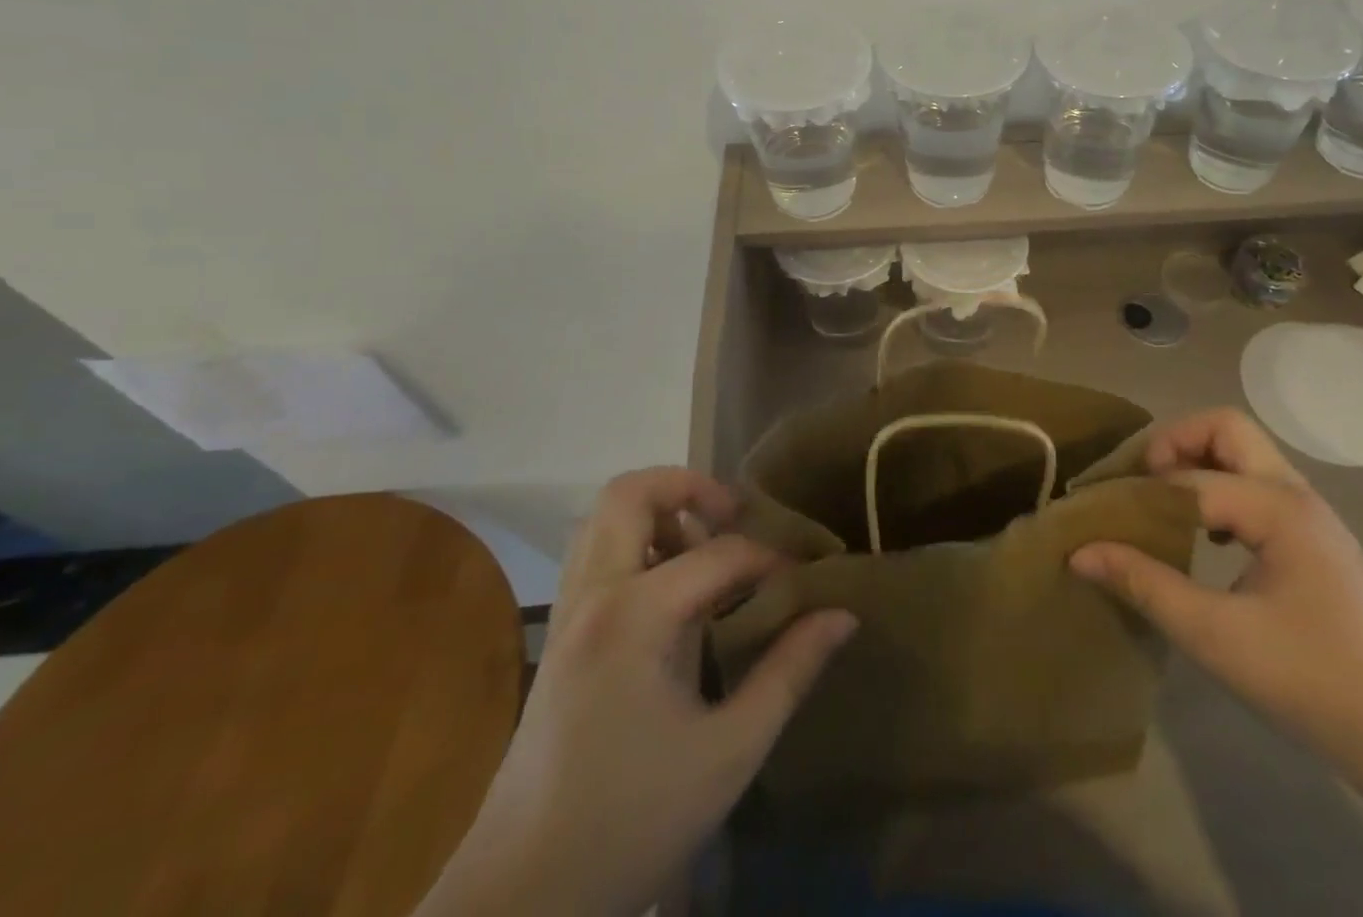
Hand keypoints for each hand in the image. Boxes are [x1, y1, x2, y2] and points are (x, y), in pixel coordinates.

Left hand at [419, 469, 855, 916]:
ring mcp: (567, 612)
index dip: (771, 559)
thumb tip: (842, 614)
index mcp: (635, 616)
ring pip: (603, 517)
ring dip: (656, 511)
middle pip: (631, 493)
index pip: (719, 553)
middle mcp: (593, 595)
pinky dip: (633, 542)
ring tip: (703, 548)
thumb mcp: (730, 752)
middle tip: (733, 516)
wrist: (521, 900)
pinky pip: (593, 553)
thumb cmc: (632, 824)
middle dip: (689, 487)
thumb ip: (789, 672)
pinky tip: (669, 591)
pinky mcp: (559, 635)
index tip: (803, 578)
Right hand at [1072, 409, 1362, 749]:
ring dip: (1197, 461)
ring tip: (1161, 500)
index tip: (1097, 514)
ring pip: (1244, 452)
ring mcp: (1309, 513)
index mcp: (1277, 507)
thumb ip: (1145, 584)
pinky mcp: (1313, 538)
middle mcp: (1295, 493)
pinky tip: (1205, 536)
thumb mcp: (1215, 636)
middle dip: (1175, 441)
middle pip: (1225, 427)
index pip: (1189, 480)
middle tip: (1140, 480)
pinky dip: (1219, 487)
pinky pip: (1256, 484)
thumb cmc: (1311, 680)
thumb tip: (1079, 552)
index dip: (1137, 494)